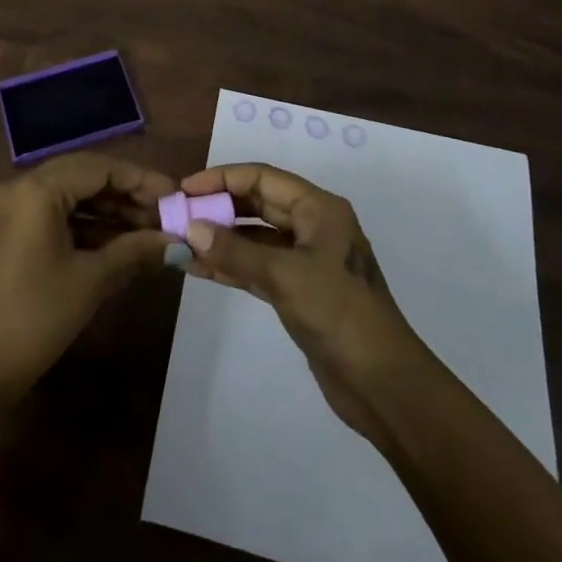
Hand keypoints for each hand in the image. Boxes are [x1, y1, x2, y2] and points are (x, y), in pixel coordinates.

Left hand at [0, 151, 174, 412]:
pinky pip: (53, 213)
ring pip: (69, 194)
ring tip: (147, 231)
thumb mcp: (91, 281)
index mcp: (36, 190)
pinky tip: (117, 242)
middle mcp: (20, 187)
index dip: (140, 180)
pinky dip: (84, 224)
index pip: (99, 168)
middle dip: (126, 194)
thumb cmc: (36, 318)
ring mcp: (10, 209)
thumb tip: (179, 242)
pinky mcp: (8, 231)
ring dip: (107, 211)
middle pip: (84, 175)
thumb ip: (136, 250)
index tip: (174, 195)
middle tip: (163, 214)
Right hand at [177, 163, 432, 440]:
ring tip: (179, 240)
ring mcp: (305, 259)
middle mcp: (312, 225)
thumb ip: (235, 251)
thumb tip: (190, 229)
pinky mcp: (298, 291)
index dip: (222, 178)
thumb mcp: (285, 276)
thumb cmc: (339, 313)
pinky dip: (230, 266)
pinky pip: (257, 267)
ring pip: (254, 237)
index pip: (262, 177)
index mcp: (318, 208)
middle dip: (218, 207)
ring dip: (220, 238)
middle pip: (257, 203)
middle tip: (178, 214)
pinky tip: (198, 268)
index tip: (185, 189)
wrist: (383, 385)